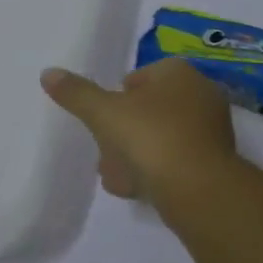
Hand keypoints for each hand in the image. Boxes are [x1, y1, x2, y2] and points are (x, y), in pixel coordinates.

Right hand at [40, 58, 237, 203]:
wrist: (199, 190)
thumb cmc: (151, 138)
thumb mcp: (104, 113)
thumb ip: (76, 93)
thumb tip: (48, 73)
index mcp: (178, 72)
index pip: (138, 77)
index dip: (115, 98)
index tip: (101, 119)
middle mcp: (200, 94)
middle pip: (148, 110)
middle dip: (122, 131)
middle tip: (104, 151)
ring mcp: (211, 130)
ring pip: (160, 138)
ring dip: (134, 155)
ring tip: (114, 175)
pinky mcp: (214, 163)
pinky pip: (175, 161)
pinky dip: (154, 172)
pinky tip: (134, 189)